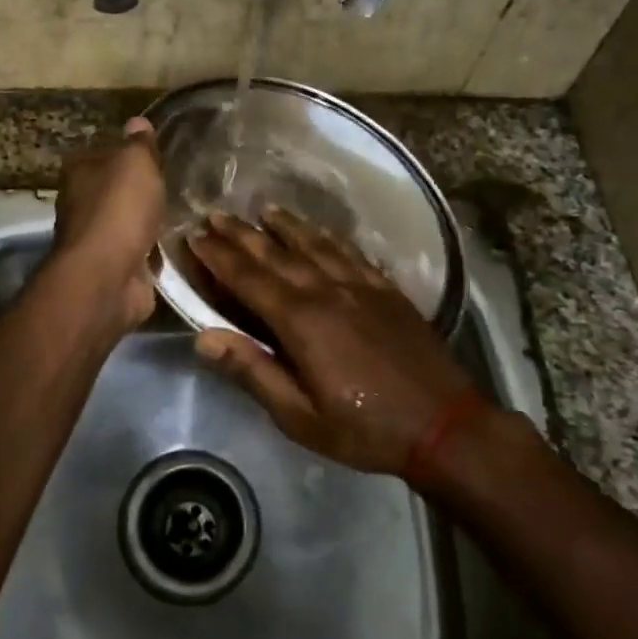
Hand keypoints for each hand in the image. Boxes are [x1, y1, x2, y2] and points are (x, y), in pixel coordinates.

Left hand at [50, 117, 164, 331]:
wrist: (108, 275)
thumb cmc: (119, 208)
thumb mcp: (136, 163)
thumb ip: (139, 144)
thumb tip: (137, 123)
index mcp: (78, 172)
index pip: (101, 153)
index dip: (125, 154)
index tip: (152, 157)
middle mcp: (79, 204)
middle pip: (112, 190)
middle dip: (136, 191)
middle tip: (171, 185)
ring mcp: (94, 239)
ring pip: (125, 222)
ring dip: (145, 222)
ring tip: (177, 214)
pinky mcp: (112, 268)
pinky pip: (137, 251)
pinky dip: (150, 250)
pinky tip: (172, 245)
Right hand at [188, 209, 478, 476]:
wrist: (444, 424)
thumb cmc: (364, 428)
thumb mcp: (300, 416)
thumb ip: (253, 372)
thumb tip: (205, 337)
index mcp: (301, 320)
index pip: (248, 278)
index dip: (218, 256)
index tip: (193, 237)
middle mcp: (327, 290)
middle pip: (276, 253)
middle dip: (241, 233)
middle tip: (215, 214)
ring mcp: (360, 285)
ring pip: (314, 243)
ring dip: (284, 225)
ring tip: (262, 210)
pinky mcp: (386, 288)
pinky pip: (349, 252)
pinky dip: (327, 237)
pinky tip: (319, 231)